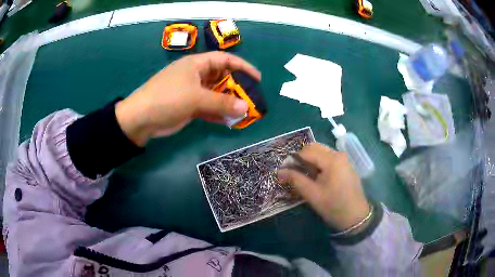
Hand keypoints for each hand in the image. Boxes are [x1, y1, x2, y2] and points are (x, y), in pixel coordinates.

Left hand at [115, 52, 260, 145]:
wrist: (140, 119)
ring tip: (244, 112)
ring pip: (216, 94)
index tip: (257, 78)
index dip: (242, 66)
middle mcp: (196, 75)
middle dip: (237, 88)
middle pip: (222, 78)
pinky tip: (229, 121)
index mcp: (197, 64)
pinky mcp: (189, 106)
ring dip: (228, 103)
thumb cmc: (167, 99)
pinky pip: (208, 107)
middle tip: (251, 99)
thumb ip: (221, 103)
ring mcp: (192, 91)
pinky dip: (218, 113)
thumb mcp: (195, 98)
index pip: (224, 60)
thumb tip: (245, 108)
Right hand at [278, 143, 369, 231]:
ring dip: (311, 161)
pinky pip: (330, 159)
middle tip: (295, 173)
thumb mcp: (312, 194)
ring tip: (306, 177)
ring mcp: (345, 159)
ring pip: (322, 152)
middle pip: (315, 147)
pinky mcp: (347, 166)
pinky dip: (320, 164)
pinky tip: (319, 178)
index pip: (307, 151)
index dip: (293, 159)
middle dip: (302, 158)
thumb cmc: (333, 206)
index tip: (285, 172)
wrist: (356, 217)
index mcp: (332, 159)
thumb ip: (295, 179)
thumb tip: (279, 171)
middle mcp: (339, 154)